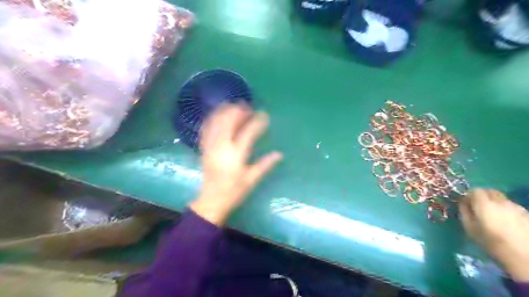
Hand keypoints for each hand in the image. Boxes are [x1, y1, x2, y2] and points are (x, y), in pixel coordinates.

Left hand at [189, 103, 279, 224]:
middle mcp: (221, 146)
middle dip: (239, 111)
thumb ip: (265, 165)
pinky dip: (212, 119)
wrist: (211, 201)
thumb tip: (280, 154)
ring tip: (234, 106)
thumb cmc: (234, 192)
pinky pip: (206, 128)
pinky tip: (218, 114)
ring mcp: (210, 146)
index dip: (257, 121)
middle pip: (228, 121)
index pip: (248, 132)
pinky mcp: (204, 148)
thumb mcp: (251, 180)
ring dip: (225, 111)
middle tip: (248, 107)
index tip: (265, 115)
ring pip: (216, 121)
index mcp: (235, 155)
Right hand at [458, 189, 528, 281]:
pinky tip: (507, 222)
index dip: (469, 195)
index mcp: (484, 204)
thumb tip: (463, 203)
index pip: (475, 190)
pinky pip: (512, 207)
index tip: (466, 204)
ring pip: (502, 199)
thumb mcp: (470, 228)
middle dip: (483, 196)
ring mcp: (516, 207)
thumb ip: (464, 212)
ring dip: (495, 203)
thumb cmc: (491, 242)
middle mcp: (501, 202)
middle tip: (478, 207)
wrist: (524, 256)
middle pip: (490, 191)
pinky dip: (507, 210)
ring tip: (494, 216)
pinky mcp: (527, 215)